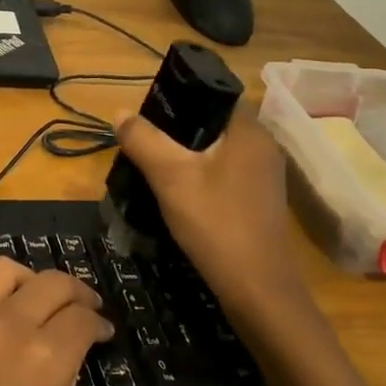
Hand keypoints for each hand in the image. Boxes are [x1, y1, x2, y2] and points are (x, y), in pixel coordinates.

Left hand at [0, 258, 167, 385]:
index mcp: (47, 357)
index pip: (83, 318)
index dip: (98, 323)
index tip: (101, 334)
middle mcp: (6, 325)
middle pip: (50, 283)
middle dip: (74, 293)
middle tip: (81, 311)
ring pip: (1, 271)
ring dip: (26, 280)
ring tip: (33, 302)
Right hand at [115, 105, 308, 327]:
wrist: (257, 290)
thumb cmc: (216, 224)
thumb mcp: (170, 178)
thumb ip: (144, 140)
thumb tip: (121, 113)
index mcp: (249, 131)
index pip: (214, 95)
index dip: (180, 97)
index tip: (149, 113)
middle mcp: (263, 147)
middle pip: (213, 124)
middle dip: (177, 130)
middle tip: (143, 142)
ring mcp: (264, 177)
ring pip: (217, 152)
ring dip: (186, 156)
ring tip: (153, 166)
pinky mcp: (259, 201)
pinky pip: (224, 174)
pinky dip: (200, 177)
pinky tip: (177, 193)